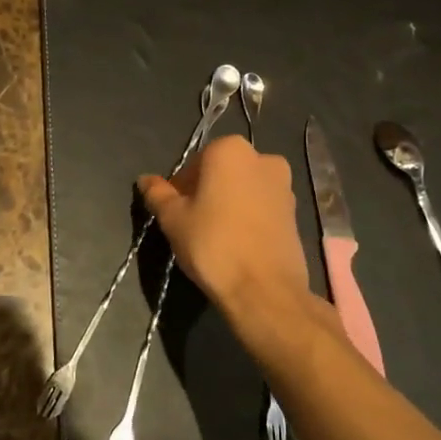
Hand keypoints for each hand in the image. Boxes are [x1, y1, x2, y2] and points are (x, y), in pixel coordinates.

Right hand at [138, 135, 309, 312]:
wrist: (264, 289)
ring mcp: (285, 185)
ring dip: (228, 204)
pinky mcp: (296, 212)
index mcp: (230, 150)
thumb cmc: (212, 244)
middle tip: (192, 224)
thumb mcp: (173, 218)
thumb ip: (157, 194)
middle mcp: (263, 158)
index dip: (180, 188)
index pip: (194, 163)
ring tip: (216, 236)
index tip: (175, 212)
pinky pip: (262, 207)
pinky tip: (237, 244)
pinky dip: (248, 217)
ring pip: (244, 189)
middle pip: (222, 172)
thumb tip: (145, 179)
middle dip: (206, 192)